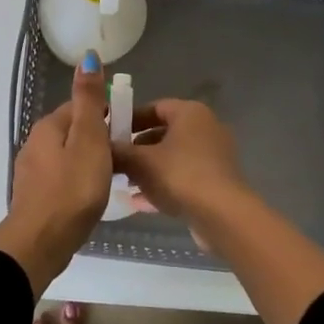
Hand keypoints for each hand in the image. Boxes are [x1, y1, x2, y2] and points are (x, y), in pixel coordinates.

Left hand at [0, 53, 112, 294]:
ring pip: (67, 156)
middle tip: (125, 156)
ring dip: (88, 161)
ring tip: (112, 177)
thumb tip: (87, 56)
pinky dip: (78, 182)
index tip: (129, 131)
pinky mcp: (35, 197)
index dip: (106, 115)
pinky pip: (62, 179)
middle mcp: (35, 144)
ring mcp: (32, 172)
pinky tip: (91, 196)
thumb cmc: (72, 189)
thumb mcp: (88, 139)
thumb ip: (89, 100)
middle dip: (98, 138)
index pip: (81, 108)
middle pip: (73, 131)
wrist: (40, 242)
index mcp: (48, 127)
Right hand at [111, 98, 250, 221]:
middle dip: (137, 148)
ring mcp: (214, 157)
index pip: (155, 107)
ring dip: (148, 169)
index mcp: (190, 113)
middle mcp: (206, 129)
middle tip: (114, 160)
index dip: (129, 119)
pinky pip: (183, 177)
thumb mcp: (139, 162)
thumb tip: (101, 147)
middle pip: (163, 133)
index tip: (109, 134)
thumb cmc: (179, 176)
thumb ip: (117, 152)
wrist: (222, 216)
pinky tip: (139, 203)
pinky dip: (163, 185)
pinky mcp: (216, 182)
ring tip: (123, 183)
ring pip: (173, 158)